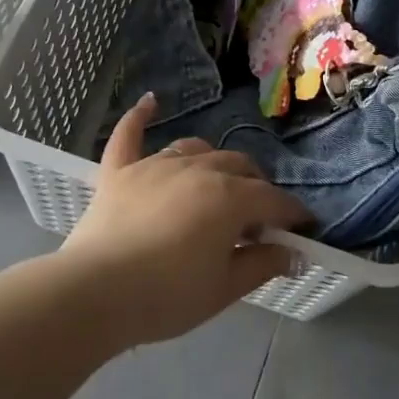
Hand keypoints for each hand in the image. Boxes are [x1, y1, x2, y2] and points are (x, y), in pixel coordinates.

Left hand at [62, 93, 312, 346]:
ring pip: (196, 149)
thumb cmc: (167, 296)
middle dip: (256, 188)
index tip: (302, 227)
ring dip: (214, 162)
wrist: (95, 293)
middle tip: (255, 221)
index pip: (273, 200)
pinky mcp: (120, 171)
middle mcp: (198, 169)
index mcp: (229, 198)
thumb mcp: (224, 289)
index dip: (291, 214)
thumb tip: (295, 253)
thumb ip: (263, 265)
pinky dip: (139, 117)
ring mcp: (156, 165)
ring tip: (217, 184)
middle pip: (239, 167)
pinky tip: (150, 102)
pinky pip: (129, 135)